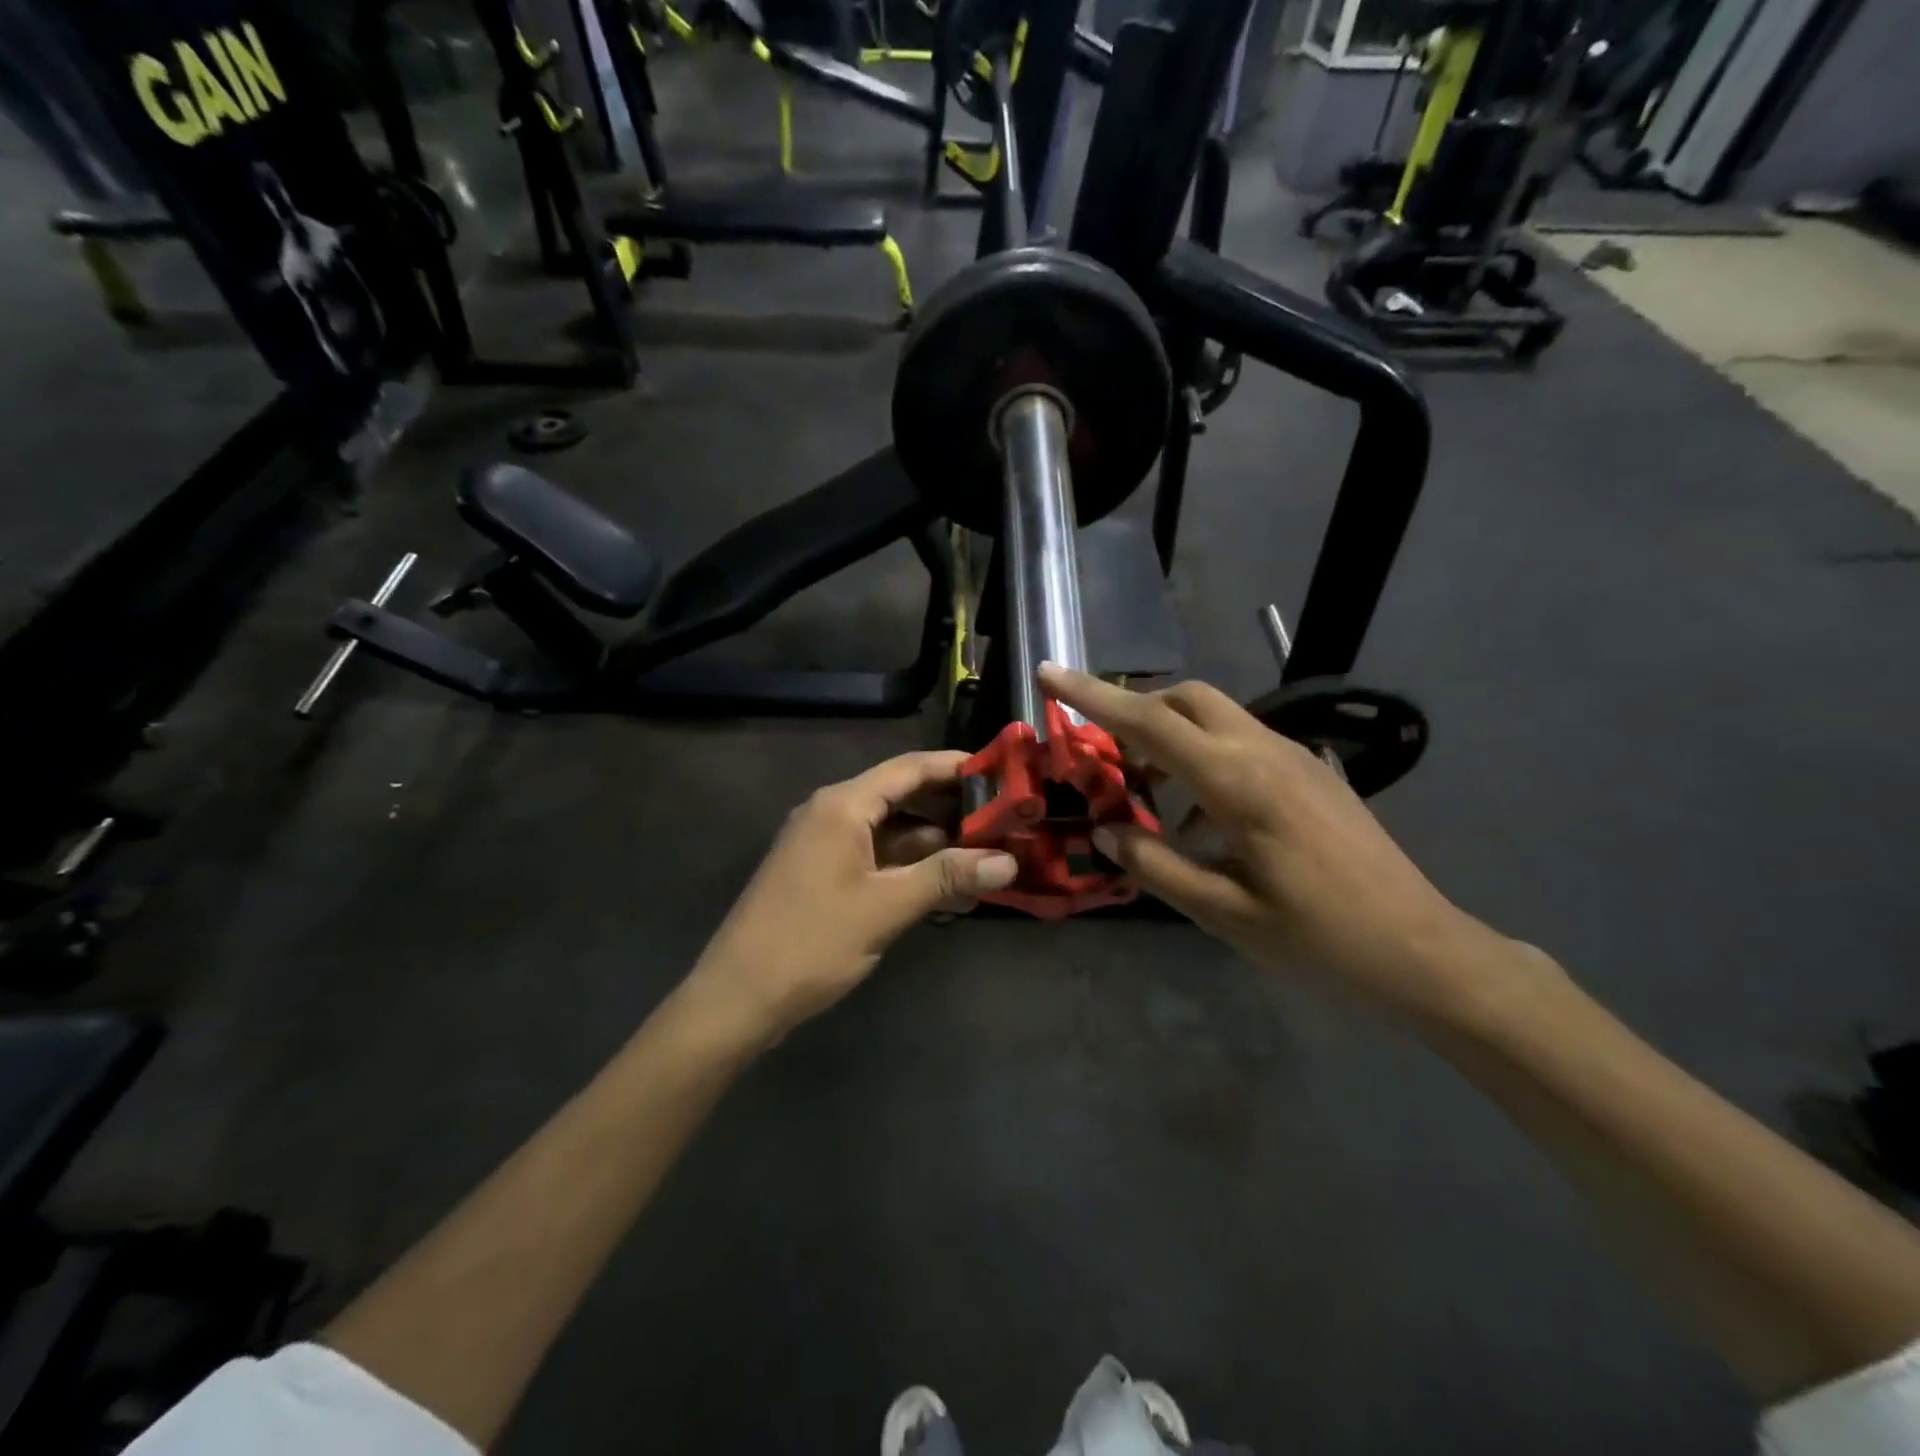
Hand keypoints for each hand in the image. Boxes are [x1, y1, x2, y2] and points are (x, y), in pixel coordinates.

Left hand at [688, 751, 1017, 1041]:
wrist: (737, 997)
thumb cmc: (811, 942)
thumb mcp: (885, 908)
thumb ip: (947, 877)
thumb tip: (1009, 863)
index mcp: (843, 806)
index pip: (909, 769)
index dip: (956, 766)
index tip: (1001, 772)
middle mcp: (832, 813)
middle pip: (902, 796)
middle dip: (952, 808)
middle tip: (1005, 819)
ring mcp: (825, 844)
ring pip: (892, 830)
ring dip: (934, 842)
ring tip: (987, 854)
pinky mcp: (823, 873)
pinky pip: (876, 856)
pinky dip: (910, 866)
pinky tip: (946, 885)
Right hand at [1042, 664, 1507, 1024]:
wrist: (1423, 950)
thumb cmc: (1320, 938)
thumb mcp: (1224, 913)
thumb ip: (1155, 866)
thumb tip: (1104, 833)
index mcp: (1238, 782)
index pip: (1149, 722)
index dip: (1092, 696)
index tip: (1048, 672)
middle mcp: (1265, 752)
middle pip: (1186, 699)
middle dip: (1135, 709)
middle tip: (1102, 751)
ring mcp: (1294, 758)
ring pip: (1216, 718)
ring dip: (1170, 739)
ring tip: (1146, 799)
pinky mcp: (1311, 774)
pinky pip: (1242, 745)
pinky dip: (1203, 763)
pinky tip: (1200, 827)